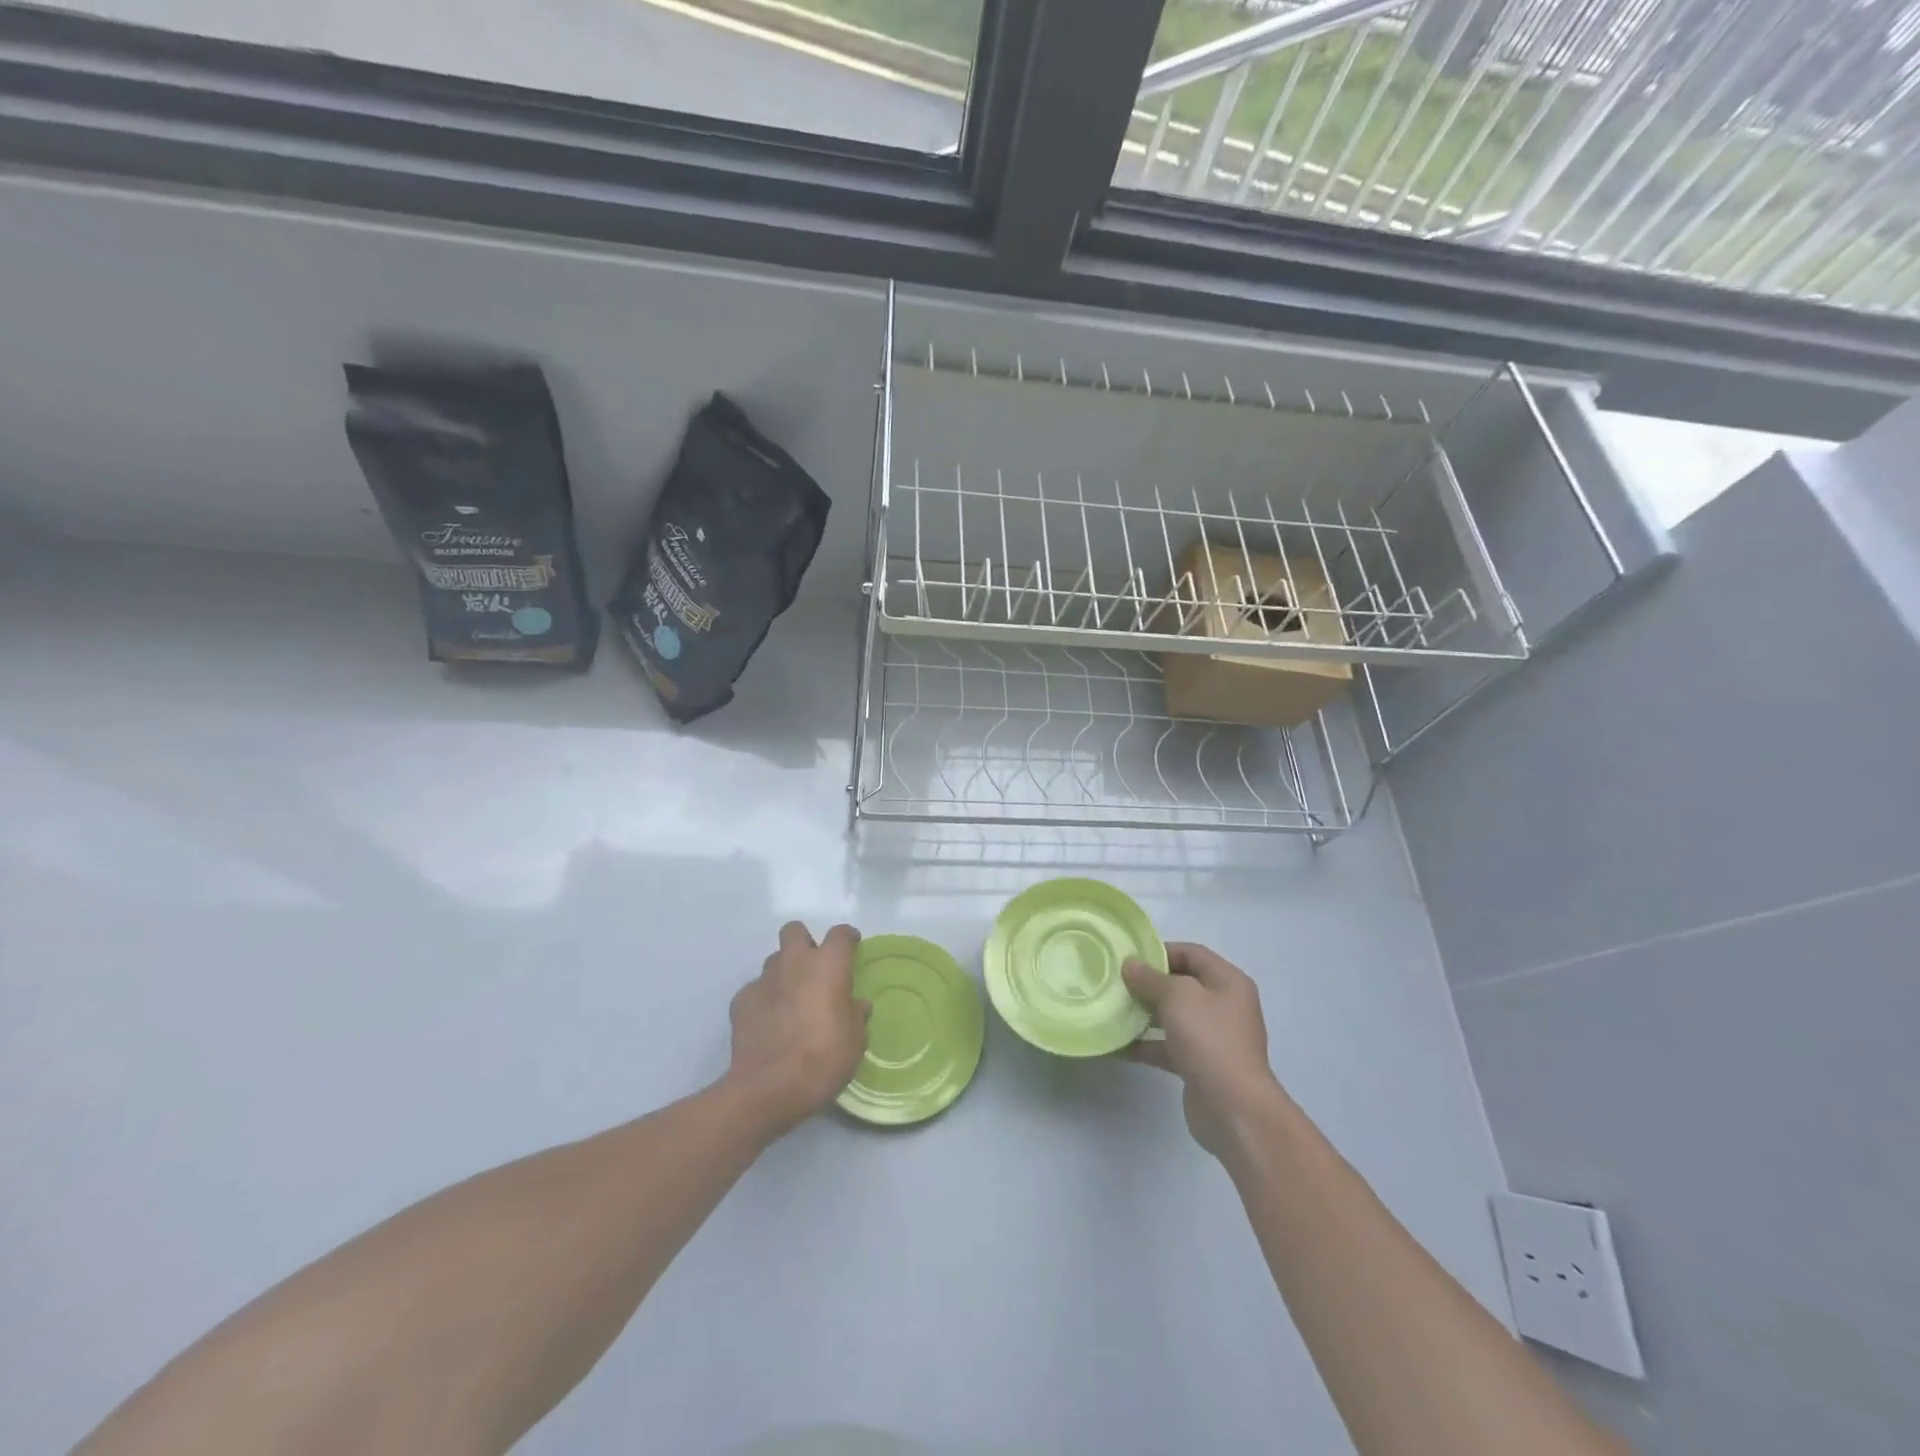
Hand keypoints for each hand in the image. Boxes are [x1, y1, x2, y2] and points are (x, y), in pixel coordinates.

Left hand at [726, 921, 870, 1136]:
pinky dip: (764, 999)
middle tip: (813, 968)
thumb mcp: (855, 1041)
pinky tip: (769, 1022)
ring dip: (784, 972)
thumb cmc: (823, 1059)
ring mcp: (764, 980)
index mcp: (828, 965)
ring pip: (774, 960)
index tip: (852, 946)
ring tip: (791, 999)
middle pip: (795, 931)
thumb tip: (856, 1005)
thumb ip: (855, 1015)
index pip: (839, 934)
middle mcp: (794, 962)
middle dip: (804, 942)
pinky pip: (756, 989)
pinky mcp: (740, 1001)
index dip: (847, 938)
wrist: (769, 1088)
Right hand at [1123, 942, 1288, 1158]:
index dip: (1162, 951)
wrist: (1234, 1108)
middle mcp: (1224, 1006)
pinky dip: (1147, 1044)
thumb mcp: (1177, 997)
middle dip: (1149, 983)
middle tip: (1117, 983)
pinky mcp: (1200, 1065)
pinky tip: (1118, 1045)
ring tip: (1113, 1010)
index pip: (1193, 953)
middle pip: (1182, 985)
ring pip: (1174, 1017)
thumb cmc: (1209, 1039)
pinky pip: (1169, 1046)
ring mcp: (1213, 1038)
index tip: (1130, 958)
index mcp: (1228, 982)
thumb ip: (1151, 978)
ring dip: (1145, 1014)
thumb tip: (1130, 965)